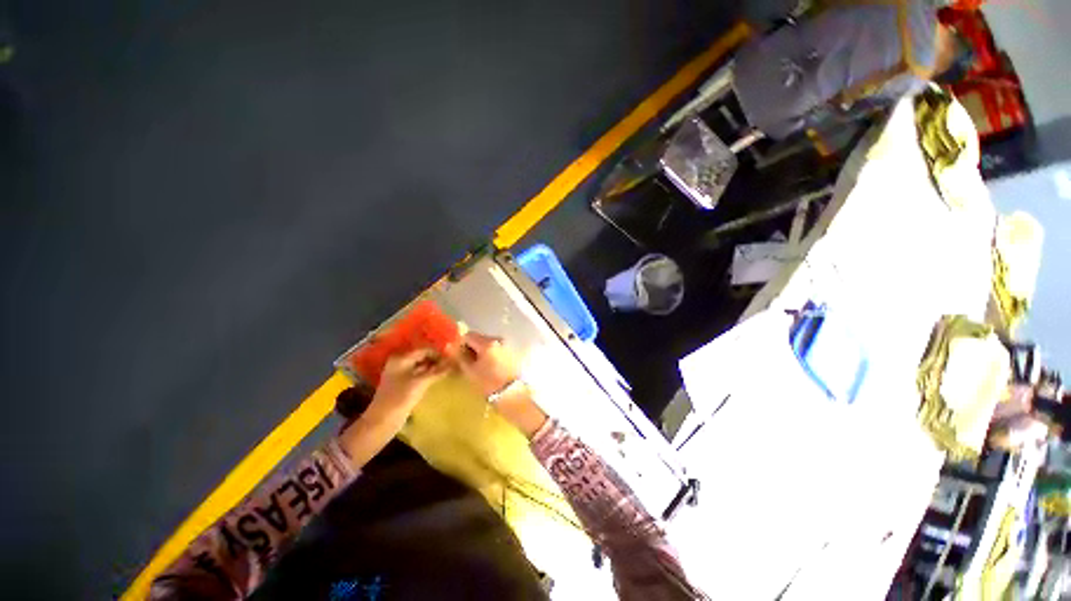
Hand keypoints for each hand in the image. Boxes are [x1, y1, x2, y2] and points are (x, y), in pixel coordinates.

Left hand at [339, 348, 451, 468]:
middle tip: (454, 363)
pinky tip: (440, 377)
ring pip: (423, 366)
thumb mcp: (421, 382)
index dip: (440, 353)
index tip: (455, 357)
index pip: (425, 349)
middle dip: (438, 359)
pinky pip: (420, 374)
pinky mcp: (404, 384)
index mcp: (401, 358)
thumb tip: (454, 361)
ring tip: (450, 370)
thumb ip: (438, 370)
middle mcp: (400, 362)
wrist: (382, 421)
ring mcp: (401, 373)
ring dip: (435, 367)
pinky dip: (430, 375)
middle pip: (423, 356)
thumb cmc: (400, 398)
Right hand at [453, 332, 520, 396]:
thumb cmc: (489, 383)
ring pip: (488, 345)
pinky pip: (496, 350)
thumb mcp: (470, 371)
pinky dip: (490, 356)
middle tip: (467, 364)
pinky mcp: (511, 353)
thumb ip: (459, 356)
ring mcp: (506, 346)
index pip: (468, 335)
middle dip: (471, 349)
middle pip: (479, 339)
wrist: (513, 394)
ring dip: (481, 353)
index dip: (460, 344)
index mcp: (487, 342)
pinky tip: (489, 368)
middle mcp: (498, 339)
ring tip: (478, 368)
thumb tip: (450, 346)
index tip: (458, 357)